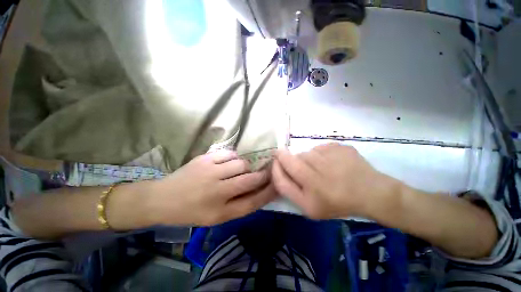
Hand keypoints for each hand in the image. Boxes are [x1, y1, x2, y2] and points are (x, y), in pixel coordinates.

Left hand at [151, 150, 276, 225]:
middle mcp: (217, 192)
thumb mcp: (217, 217)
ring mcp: (210, 172)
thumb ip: (239, 205)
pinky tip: (230, 162)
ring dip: (246, 166)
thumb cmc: (191, 211)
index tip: (278, 184)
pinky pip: (229, 154)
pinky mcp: (205, 159)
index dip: (268, 192)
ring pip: (241, 164)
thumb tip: (260, 191)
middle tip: (267, 171)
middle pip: (251, 180)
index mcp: (220, 212)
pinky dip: (234, 157)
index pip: (253, 202)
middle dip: (264, 175)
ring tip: (242, 169)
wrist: (162, 199)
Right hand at [272, 143, 399, 218]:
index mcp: (310, 192)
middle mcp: (318, 174)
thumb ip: (288, 189)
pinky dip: (320, 154)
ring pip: (306, 152)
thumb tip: (278, 166)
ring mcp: (329, 157)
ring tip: (322, 169)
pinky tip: (332, 163)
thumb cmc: (337, 203)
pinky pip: (319, 147)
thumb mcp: (308, 207)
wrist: (371, 192)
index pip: (281, 173)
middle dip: (292, 161)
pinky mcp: (338, 147)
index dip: (276, 165)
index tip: (276, 161)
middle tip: (306, 170)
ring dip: (308, 159)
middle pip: (292, 159)